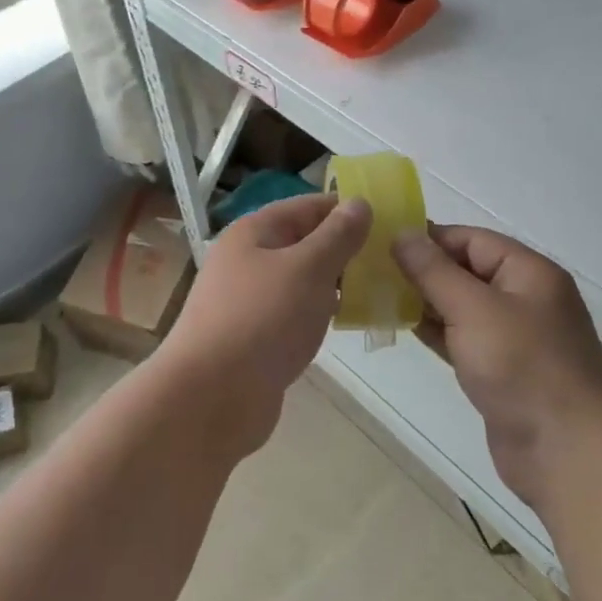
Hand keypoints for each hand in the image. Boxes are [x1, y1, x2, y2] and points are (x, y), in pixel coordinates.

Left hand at [160, 193, 371, 452]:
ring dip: (333, 283)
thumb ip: (337, 236)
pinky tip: (346, 322)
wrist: (211, 397)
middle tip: (390, 258)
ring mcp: (248, 300)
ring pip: (299, 280)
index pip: (306, 206)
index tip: (388, 220)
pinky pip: (293, 313)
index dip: (345, 209)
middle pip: (302, 242)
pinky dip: (318, 313)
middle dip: (343, 248)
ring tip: (378, 288)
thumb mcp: (308, 269)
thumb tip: (359, 203)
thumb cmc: (262, 320)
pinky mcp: (254, 337)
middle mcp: (246, 260)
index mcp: (253, 232)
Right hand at [391, 225, 601, 509]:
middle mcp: (524, 298)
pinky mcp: (501, 370)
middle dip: (422, 270)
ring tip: (377, 296)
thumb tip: (402, 234)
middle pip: (466, 270)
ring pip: (461, 306)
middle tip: (371, 271)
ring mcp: (514, 337)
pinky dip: (435, 331)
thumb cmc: (522, 366)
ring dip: (424, 301)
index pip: (471, 239)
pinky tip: (402, 327)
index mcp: (529, 272)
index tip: (382, 243)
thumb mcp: (473, 309)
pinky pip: (462, 338)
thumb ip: (434, 271)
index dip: (428, 238)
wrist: (568, 453)